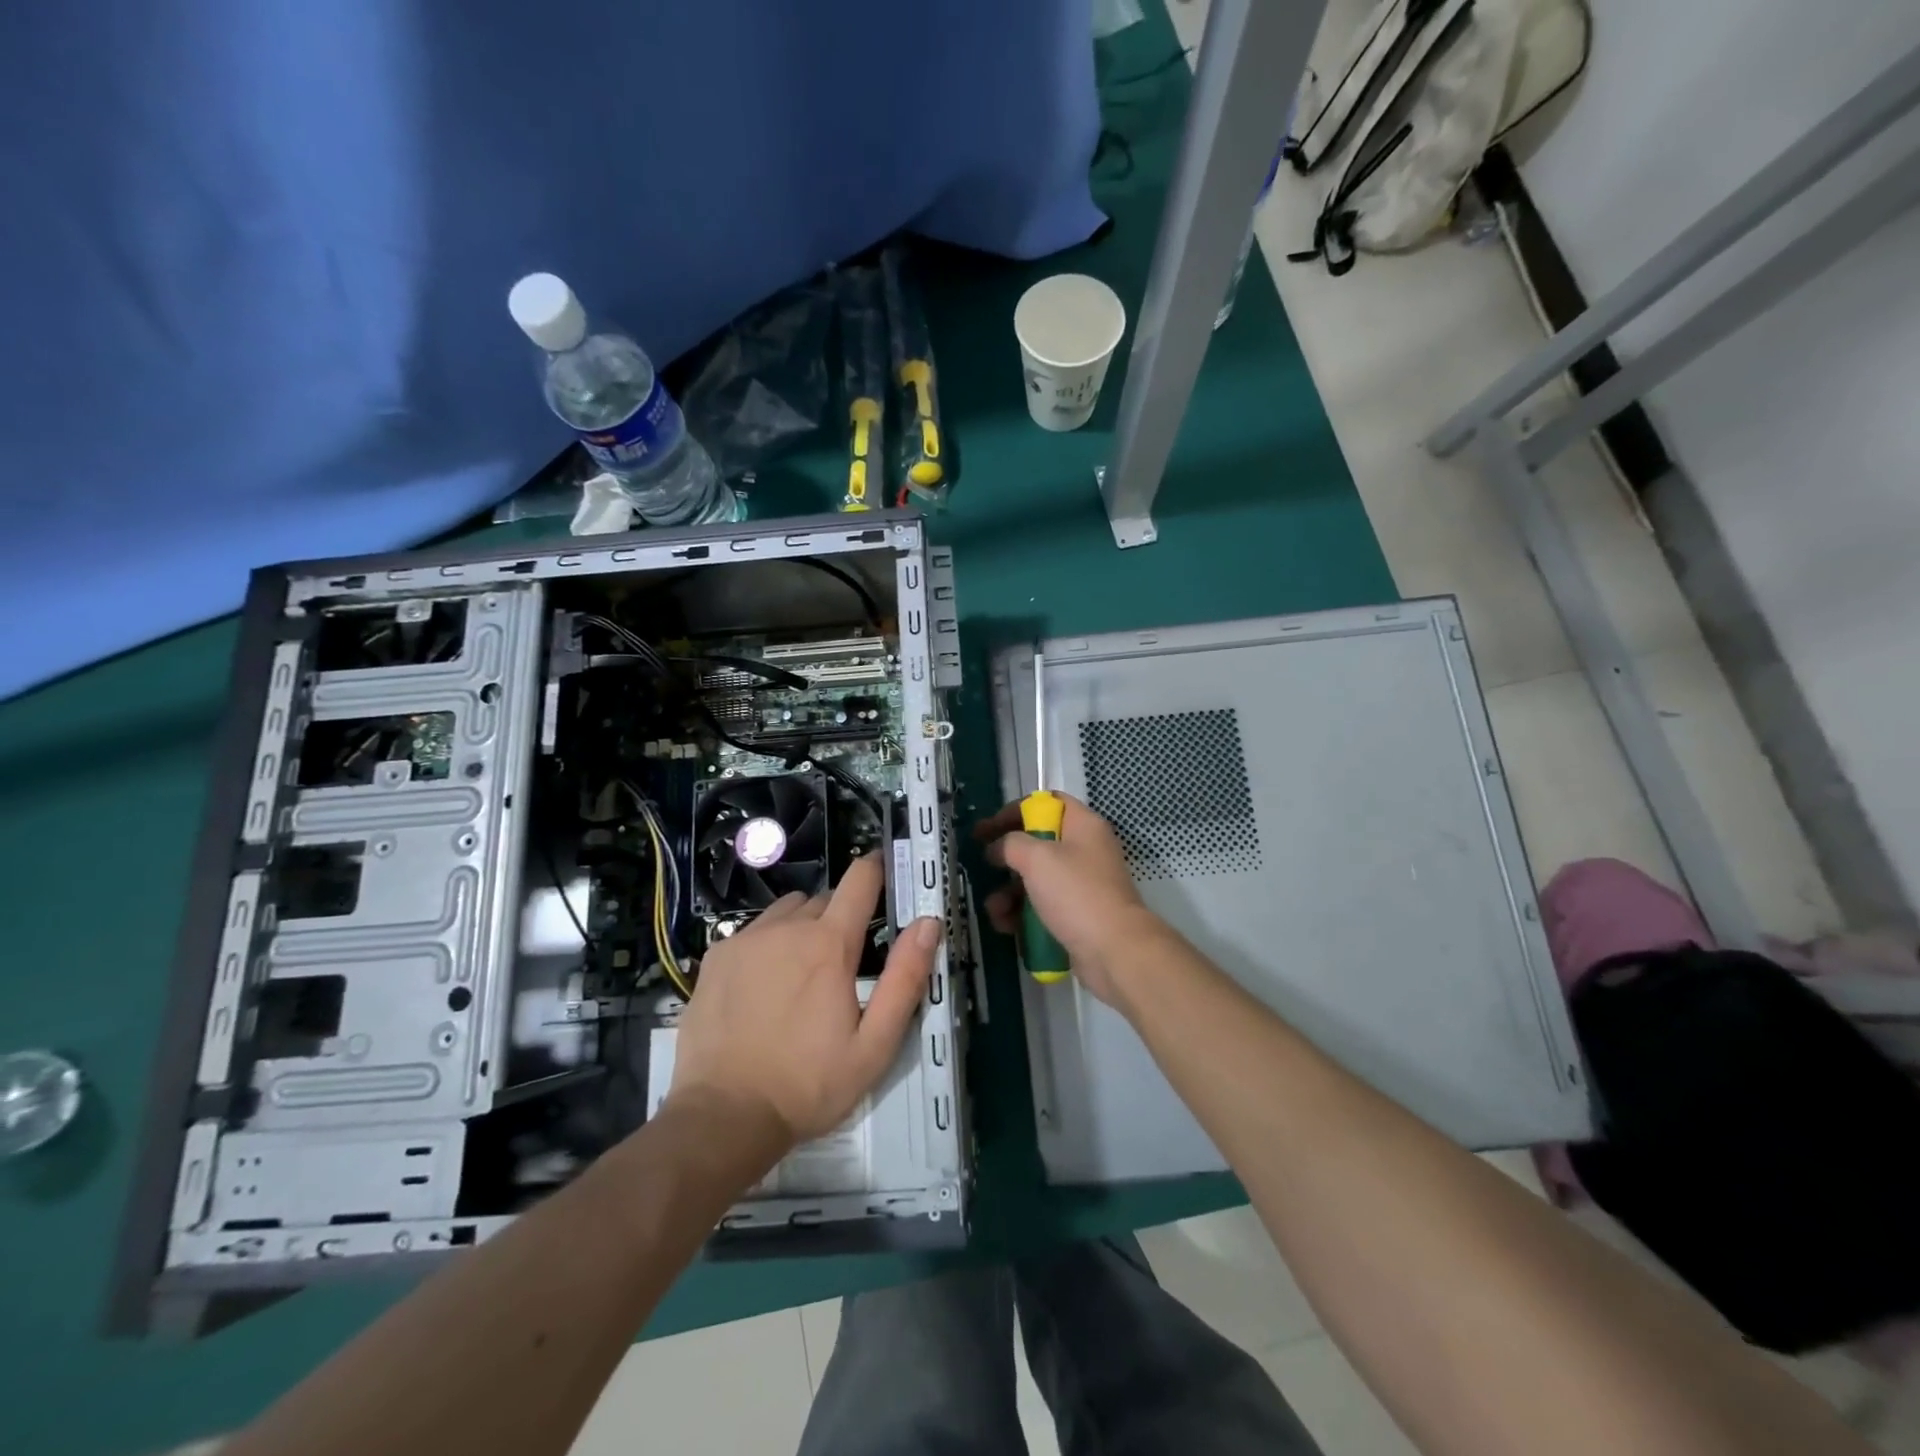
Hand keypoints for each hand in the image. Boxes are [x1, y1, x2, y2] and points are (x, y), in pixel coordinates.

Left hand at [669, 854, 939, 1145]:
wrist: (722, 1117)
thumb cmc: (808, 1085)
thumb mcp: (874, 1045)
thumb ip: (905, 979)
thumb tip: (928, 923)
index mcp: (829, 944)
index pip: (860, 879)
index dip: (877, 868)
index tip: (886, 869)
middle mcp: (786, 928)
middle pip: (824, 898)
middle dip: (841, 915)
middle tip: (845, 958)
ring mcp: (745, 940)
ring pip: (786, 911)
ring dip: (803, 925)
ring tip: (804, 970)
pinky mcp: (716, 958)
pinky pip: (753, 932)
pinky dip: (768, 943)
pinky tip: (764, 985)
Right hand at [975, 794, 1157, 1006]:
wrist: (1114, 951)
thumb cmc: (1076, 894)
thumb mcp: (1037, 858)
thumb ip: (1010, 843)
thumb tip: (998, 848)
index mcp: (1083, 825)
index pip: (1046, 803)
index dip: (1013, 811)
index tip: (986, 828)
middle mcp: (1085, 850)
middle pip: (1038, 844)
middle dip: (1007, 858)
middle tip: (982, 866)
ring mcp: (1082, 885)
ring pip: (1036, 879)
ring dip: (1009, 892)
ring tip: (995, 909)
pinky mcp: (1078, 915)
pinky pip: (1043, 907)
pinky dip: (1022, 914)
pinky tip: (1006, 926)